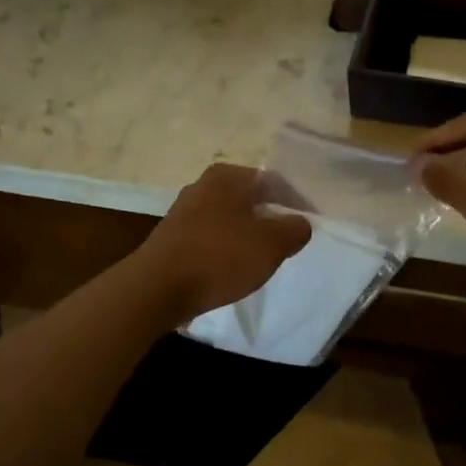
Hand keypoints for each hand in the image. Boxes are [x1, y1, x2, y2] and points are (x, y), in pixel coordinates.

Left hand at [135, 163, 312, 325]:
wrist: (157, 288)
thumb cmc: (220, 257)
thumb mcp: (272, 244)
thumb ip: (295, 229)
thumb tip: (299, 224)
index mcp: (228, 176)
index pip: (274, 181)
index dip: (295, 202)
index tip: (308, 224)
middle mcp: (203, 185)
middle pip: (250, 199)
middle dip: (271, 218)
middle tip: (289, 242)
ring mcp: (184, 210)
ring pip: (230, 218)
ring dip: (248, 234)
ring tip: (264, 257)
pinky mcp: (173, 237)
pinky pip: (211, 237)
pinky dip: (226, 248)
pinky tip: (233, 267)